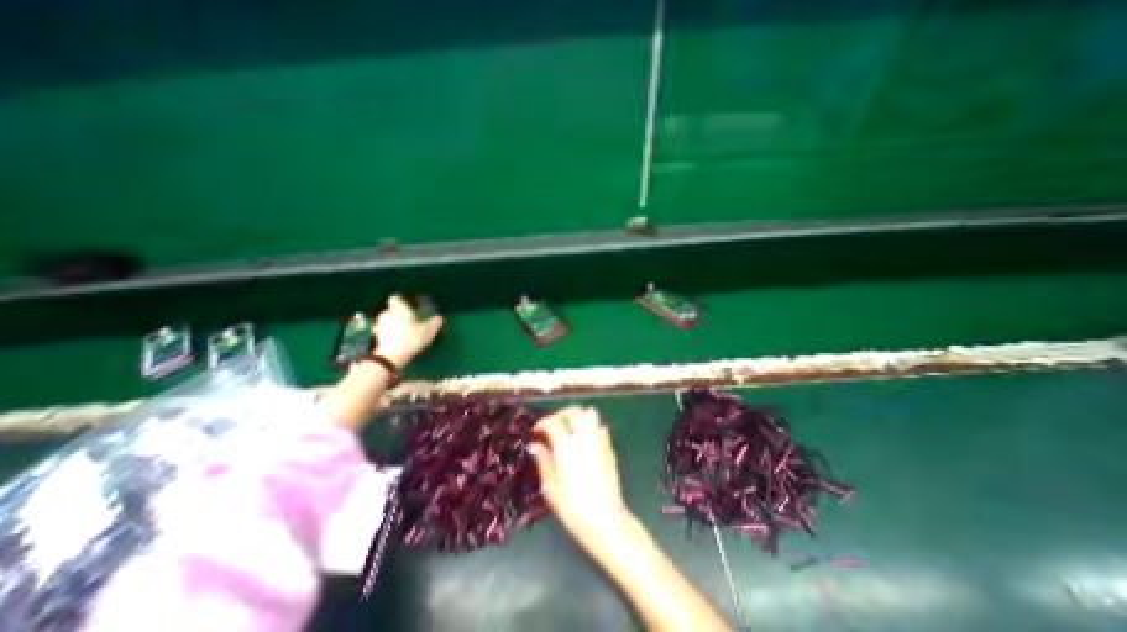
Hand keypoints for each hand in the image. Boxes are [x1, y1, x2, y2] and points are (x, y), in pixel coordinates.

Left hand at [370, 294, 439, 366]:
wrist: (390, 357)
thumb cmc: (410, 339)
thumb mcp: (427, 331)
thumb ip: (434, 323)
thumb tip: (439, 317)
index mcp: (398, 309)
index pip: (396, 298)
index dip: (402, 301)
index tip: (409, 306)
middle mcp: (386, 314)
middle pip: (392, 310)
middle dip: (399, 314)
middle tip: (410, 320)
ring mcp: (378, 325)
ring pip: (387, 321)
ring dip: (393, 324)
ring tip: (404, 331)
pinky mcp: (376, 337)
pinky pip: (384, 331)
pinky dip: (389, 334)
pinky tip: (398, 340)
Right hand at [530, 407, 630, 544]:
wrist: (605, 520)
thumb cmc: (573, 508)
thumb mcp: (550, 487)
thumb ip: (543, 461)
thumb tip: (535, 445)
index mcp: (566, 446)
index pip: (553, 421)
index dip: (542, 423)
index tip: (536, 432)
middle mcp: (584, 437)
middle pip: (573, 411)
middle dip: (561, 415)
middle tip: (553, 426)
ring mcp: (599, 441)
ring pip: (589, 414)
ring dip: (578, 416)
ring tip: (569, 428)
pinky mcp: (610, 448)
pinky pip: (600, 427)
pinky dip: (591, 426)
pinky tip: (584, 440)